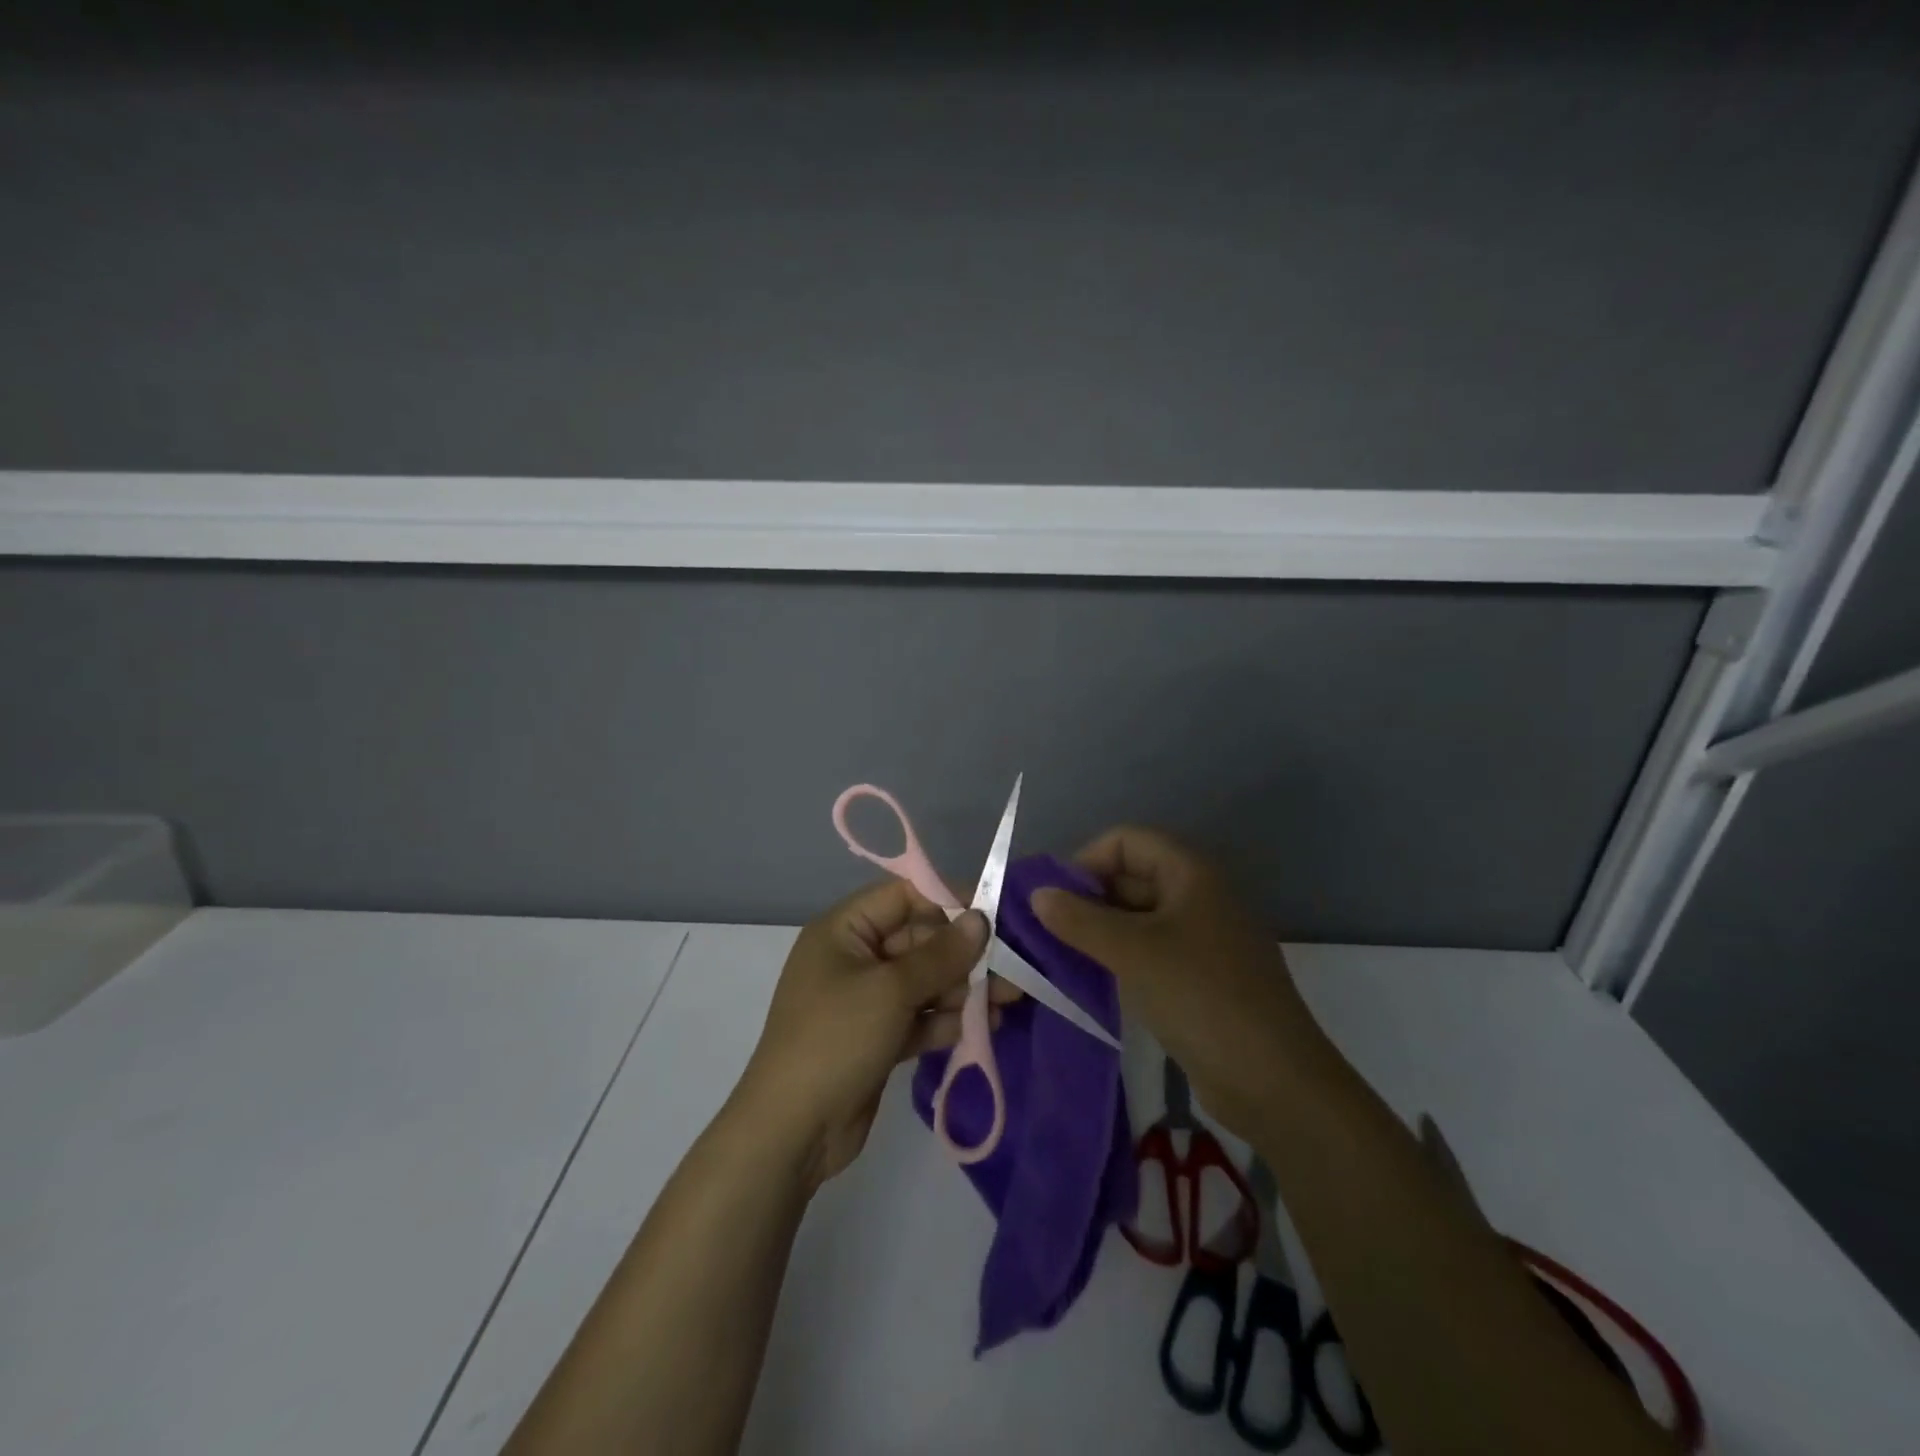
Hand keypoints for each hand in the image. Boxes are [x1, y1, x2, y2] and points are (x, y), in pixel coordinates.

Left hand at [733, 881, 992, 1188]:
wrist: (792, 1132)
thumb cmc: (837, 1040)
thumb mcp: (891, 990)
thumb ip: (941, 954)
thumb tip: (981, 918)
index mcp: (844, 930)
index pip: (903, 897)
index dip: (948, 902)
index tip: (993, 916)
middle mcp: (854, 958)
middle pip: (919, 941)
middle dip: (962, 956)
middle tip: (1009, 970)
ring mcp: (865, 1000)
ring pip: (923, 982)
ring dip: (962, 990)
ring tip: (1005, 1002)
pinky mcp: (877, 1037)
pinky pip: (918, 1016)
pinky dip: (945, 1020)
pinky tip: (983, 1027)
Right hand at [1033, 826, 1332, 1139]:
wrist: (1273, 1081)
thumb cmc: (1201, 997)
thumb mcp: (1133, 952)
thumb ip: (1079, 920)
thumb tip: (1037, 895)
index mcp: (1190, 873)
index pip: (1127, 840)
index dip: (1086, 860)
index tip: (1052, 897)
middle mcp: (1198, 896)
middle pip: (1132, 876)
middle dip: (1088, 897)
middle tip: (1045, 930)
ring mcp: (1202, 939)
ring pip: (1138, 917)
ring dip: (1099, 930)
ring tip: (1058, 955)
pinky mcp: (1200, 977)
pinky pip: (1150, 950)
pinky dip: (1119, 957)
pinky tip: (1092, 979)